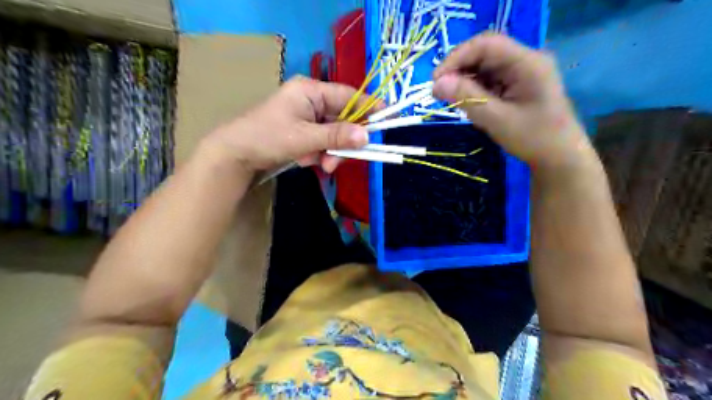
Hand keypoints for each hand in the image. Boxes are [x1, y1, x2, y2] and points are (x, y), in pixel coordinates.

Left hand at [205, 77, 372, 172]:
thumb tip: (368, 136)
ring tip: (321, 165)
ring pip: (334, 134)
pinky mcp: (304, 131)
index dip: (370, 107)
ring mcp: (308, 116)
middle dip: (343, 142)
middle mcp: (312, 100)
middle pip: (343, 119)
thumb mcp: (305, 138)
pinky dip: (320, 154)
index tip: (390, 118)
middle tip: (337, 161)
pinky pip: (323, 142)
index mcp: (311, 90)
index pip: (349, 96)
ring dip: (331, 152)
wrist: (235, 154)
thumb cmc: (267, 137)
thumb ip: (337, 136)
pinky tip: (307, 161)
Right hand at [432, 33, 596, 169]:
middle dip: (458, 69)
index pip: (486, 45)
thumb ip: (467, 98)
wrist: (559, 158)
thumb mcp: (496, 119)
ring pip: (484, 67)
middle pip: (484, 53)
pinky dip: (473, 89)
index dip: (457, 57)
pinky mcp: (516, 85)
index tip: (436, 79)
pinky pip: (489, 80)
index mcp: (527, 63)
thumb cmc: (533, 139)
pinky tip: (465, 102)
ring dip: (464, 80)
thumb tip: (436, 84)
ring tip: (449, 98)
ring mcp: (521, 73)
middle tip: (438, 91)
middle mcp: (524, 61)